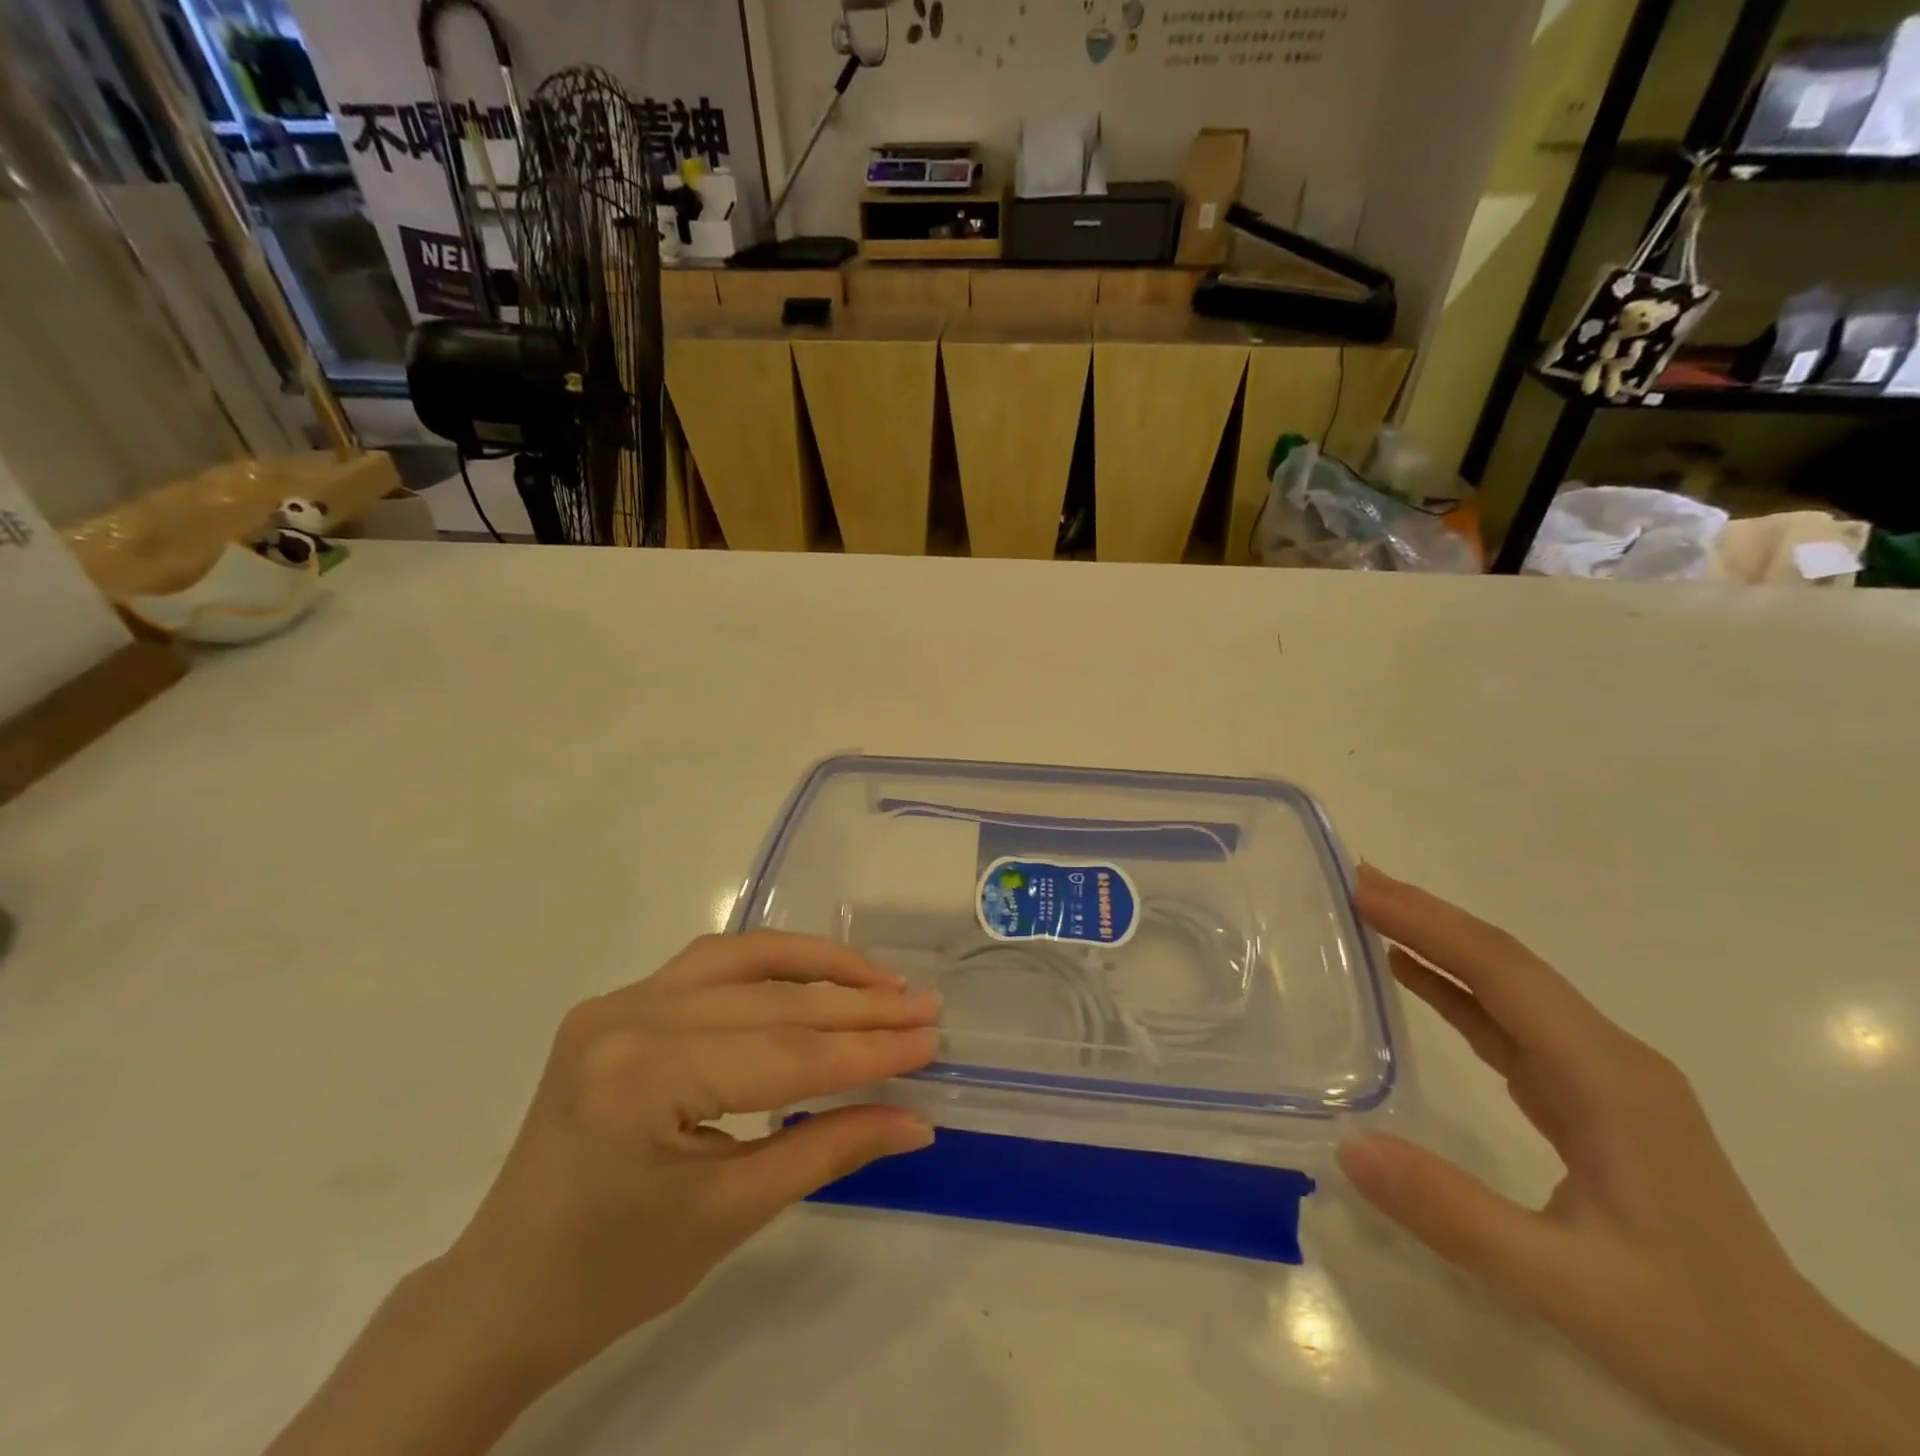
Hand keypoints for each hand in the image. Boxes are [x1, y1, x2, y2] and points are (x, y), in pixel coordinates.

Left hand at [268, 933, 938, 1455]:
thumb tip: (916, 1120)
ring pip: (741, 958)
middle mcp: (627, 1017)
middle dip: (857, 1006)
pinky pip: (710, 966)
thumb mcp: (732, 1213)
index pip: (784, 1053)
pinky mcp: (618, 1002)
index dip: (866, 1048)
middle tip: (923, 1006)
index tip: (930, 1039)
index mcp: (643, 1079)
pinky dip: (771, 965)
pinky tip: (812, 975)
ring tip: (881, 979)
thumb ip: (829, 1149)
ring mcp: (617, 1001)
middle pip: (770, 1001)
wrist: (503, 1291)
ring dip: (818, 966)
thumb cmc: (614, 1272)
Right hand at [1341, 867, 1919, 1455]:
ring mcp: (1601, 1074)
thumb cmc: (1690, 1330)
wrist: (1800, 1389)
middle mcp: (1607, 1057)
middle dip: (1428, 914)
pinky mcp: (1587, 1096)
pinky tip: (1412, 975)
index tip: (1362, 890)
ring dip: (1438, 942)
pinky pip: (1508, 1021)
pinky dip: (1454, 987)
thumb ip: (1454, 1213)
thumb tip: (1349, 1145)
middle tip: (1354, 882)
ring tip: (1370, 912)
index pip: (1504, 973)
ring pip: (1507, 985)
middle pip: (1506, 963)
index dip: (1430, 924)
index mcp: (1608, 1078)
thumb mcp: (1566, 1287)